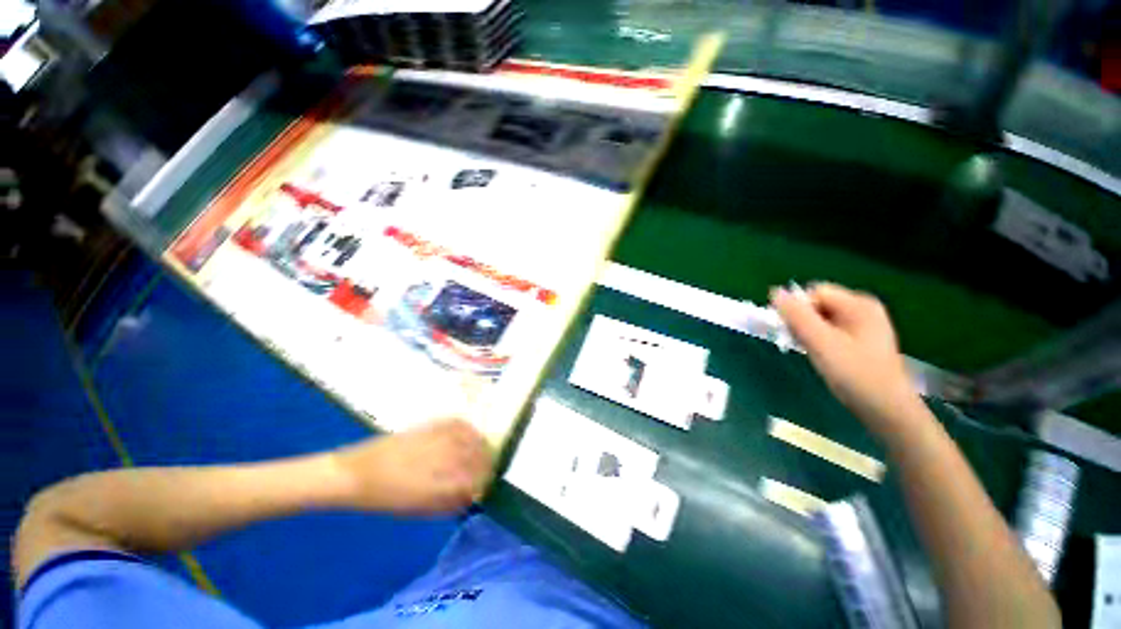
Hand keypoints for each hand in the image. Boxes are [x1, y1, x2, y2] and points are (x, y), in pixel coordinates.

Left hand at [329, 419, 493, 514]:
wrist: (354, 474)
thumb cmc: (383, 498)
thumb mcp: (416, 508)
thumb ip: (447, 503)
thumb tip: (470, 497)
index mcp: (435, 485)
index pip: (473, 481)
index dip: (483, 483)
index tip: (485, 486)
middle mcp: (439, 459)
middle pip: (476, 457)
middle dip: (486, 464)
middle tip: (488, 470)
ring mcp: (435, 440)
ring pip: (470, 439)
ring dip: (481, 446)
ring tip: (483, 451)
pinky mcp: (428, 427)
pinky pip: (457, 424)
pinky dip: (469, 429)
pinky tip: (471, 433)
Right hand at [771, 283, 925, 437]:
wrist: (886, 410)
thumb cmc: (855, 374)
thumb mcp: (821, 342)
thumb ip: (796, 315)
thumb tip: (774, 291)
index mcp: (859, 304)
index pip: (814, 292)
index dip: (798, 309)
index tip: (792, 332)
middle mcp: (863, 309)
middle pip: (818, 304)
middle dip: (802, 321)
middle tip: (803, 344)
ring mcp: (863, 325)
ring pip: (821, 318)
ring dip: (809, 332)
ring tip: (813, 352)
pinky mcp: (861, 340)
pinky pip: (830, 330)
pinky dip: (819, 340)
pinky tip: (822, 356)